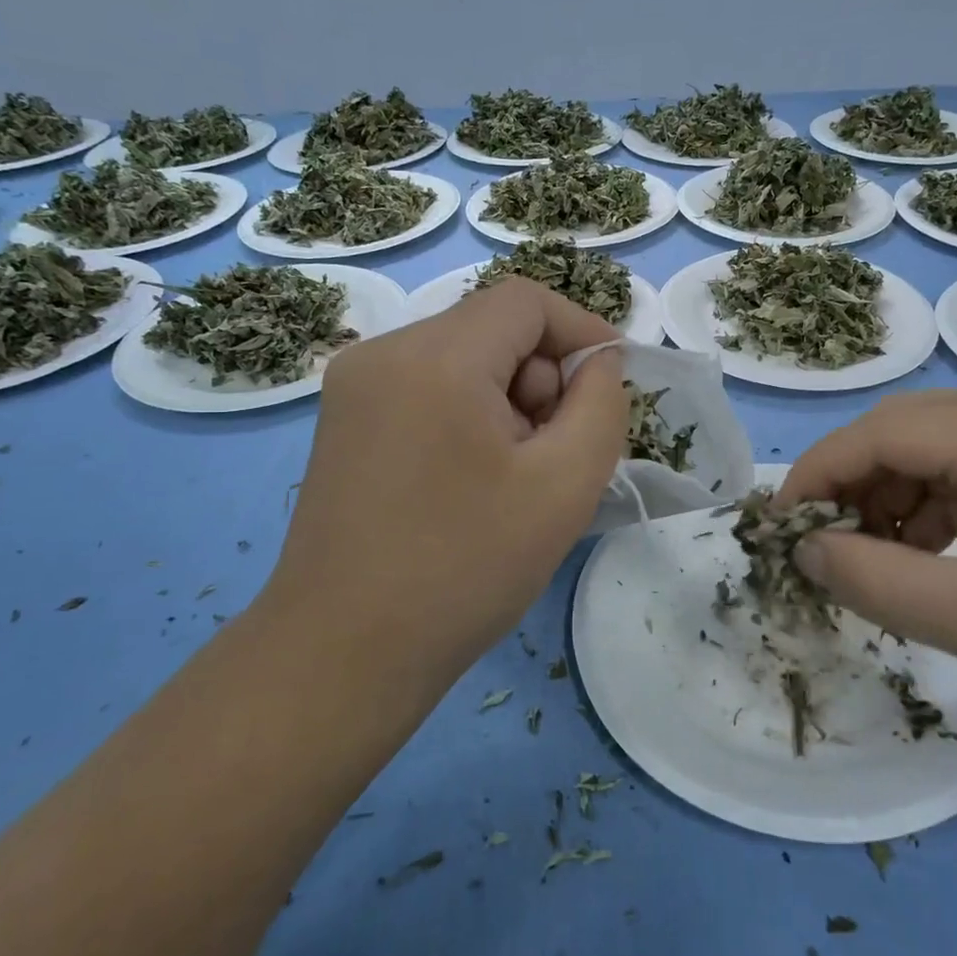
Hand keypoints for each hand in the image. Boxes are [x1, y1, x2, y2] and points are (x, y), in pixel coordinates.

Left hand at [257, 278, 624, 688]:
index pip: (526, 301)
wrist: (345, 654)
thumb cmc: (464, 568)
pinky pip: (428, 389)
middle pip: (492, 329)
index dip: (582, 331)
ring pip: (462, 360)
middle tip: (555, 455)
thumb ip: (601, 404)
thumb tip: (597, 363)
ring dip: (507, 402)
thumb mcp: (565, 485)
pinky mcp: (344, 422)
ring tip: (513, 478)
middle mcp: (383, 352)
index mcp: (435, 357)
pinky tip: (471, 481)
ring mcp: (353, 387)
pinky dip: (468, 416)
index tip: (612, 385)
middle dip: (542, 379)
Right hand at [779, 391, 956, 771]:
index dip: (819, 473)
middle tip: (823, 548)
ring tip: (878, 564)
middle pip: (913, 432)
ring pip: (947, 455)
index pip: (885, 430)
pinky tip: (938, 561)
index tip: (779, 528)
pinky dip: (943, 513)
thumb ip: (874, 581)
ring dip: (897, 501)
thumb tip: (804, 550)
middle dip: (855, 486)